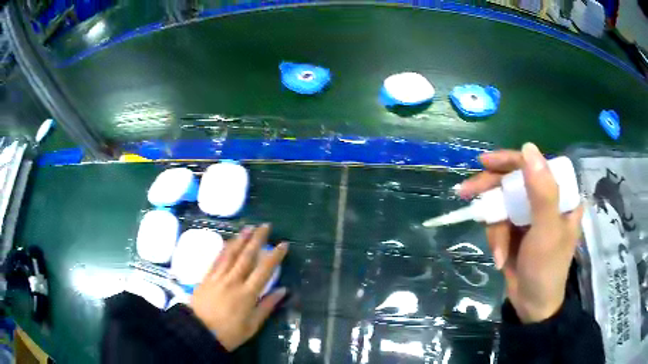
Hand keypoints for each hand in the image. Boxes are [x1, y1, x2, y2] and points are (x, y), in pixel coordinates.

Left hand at [189, 224, 287, 350]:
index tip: (283, 244)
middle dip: (257, 239)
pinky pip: (217, 259)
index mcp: (247, 294)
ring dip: (241, 239)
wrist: (198, 332)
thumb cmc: (229, 333)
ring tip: (249, 227)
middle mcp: (233, 281)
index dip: (275, 256)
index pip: (264, 270)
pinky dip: (224, 248)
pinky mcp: (206, 277)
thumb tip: (283, 290)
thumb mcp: (252, 326)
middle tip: (265, 226)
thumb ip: (267, 306)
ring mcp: (218, 277)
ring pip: (231, 254)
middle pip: (247, 256)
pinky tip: (228, 241)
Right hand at [459, 143, 582, 322]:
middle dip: (491, 191)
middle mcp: (545, 200)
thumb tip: (527, 147)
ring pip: (501, 204)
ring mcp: (529, 215)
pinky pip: (498, 222)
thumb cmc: (546, 269)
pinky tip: (499, 256)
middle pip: (513, 182)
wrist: (531, 306)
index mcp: (560, 195)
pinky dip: (495, 238)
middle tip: (465, 192)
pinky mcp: (516, 229)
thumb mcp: (547, 232)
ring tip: (498, 251)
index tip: (485, 162)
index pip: (534, 165)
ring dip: (495, 227)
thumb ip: (542, 192)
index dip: (510, 160)